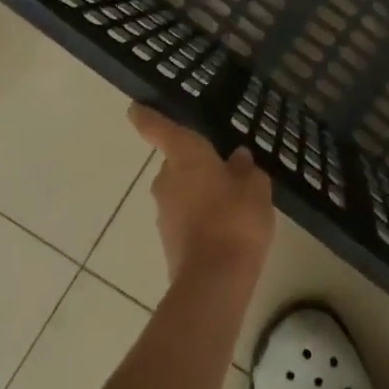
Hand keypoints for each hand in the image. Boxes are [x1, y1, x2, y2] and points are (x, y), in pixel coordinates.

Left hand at [128, 104, 274, 286]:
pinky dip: (201, 219)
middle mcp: (166, 179)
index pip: (159, 129)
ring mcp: (163, 212)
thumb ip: (245, 169)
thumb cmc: (235, 218)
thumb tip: (237, 158)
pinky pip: (185, 218)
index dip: (147, 117)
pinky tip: (226, 229)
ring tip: (232, 204)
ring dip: (200, 194)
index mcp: (185, 156)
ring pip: (182, 192)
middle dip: (196, 166)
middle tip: (225, 170)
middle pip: (177, 164)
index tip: (134, 108)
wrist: (214, 280)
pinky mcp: (168, 241)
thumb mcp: (254, 187)